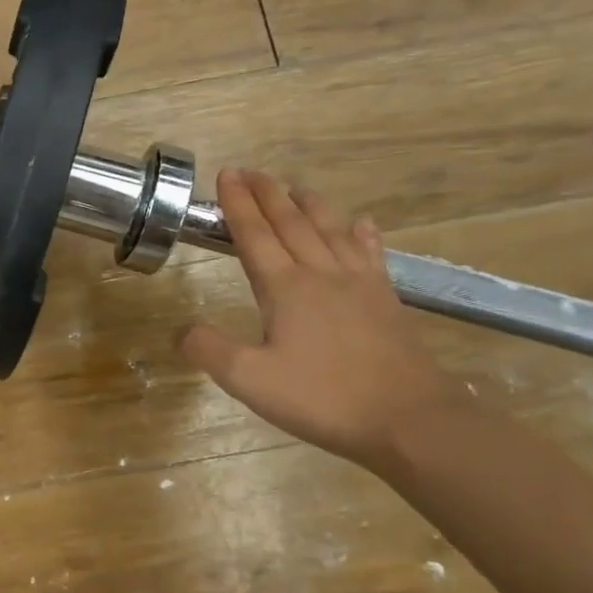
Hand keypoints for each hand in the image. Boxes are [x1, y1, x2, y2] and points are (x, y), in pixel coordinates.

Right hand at [180, 168, 466, 469]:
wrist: (411, 420)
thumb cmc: (323, 398)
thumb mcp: (249, 380)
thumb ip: (209, 350)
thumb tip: (181, 330)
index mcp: (285, 288)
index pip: (254, 235)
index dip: (237, 204)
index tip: (226, 175)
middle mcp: (321, 274)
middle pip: (291, 223)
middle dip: (268, 194)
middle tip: (251, 171)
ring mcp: (359, 285)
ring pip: (331, 230)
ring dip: (310, 205)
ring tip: (296, 187)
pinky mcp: (386, 301)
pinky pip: (371, 254)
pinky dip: (362, 234)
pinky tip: (362, 223)